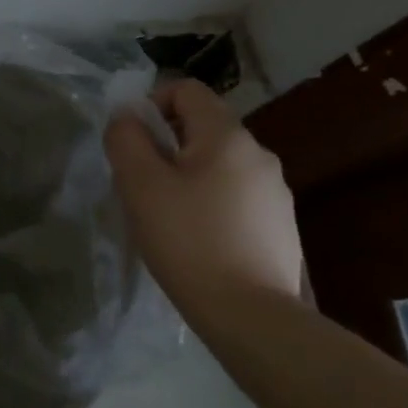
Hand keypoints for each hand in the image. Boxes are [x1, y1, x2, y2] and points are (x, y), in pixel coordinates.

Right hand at [105, 78, 303, 302]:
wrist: (253, 318)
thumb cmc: (189, 241)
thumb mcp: (140, 185)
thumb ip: (126, 139)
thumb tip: (127, 118)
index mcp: (227, 135)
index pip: (187, 90)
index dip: (153, 104)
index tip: (135, 143)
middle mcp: (259, 153)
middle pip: (203, 126)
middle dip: (167, 145)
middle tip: (144, 185)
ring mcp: (276, 191)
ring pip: (219, 163)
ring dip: (189, 175)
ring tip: (170, 216)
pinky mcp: (281, 225)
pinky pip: (236, 194)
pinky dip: (212, 202)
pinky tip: (200, 240)